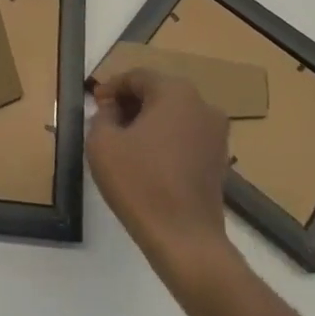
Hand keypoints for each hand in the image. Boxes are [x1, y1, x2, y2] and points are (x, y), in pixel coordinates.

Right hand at [87, 68, 233, 277]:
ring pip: (174, 114)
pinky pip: (186, 135)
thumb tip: (113, 110)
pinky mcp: (219, 158)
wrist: (185, 239)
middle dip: (130, 102)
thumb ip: (102, 116)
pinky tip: (147, 159)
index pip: (137, 77)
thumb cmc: (140, 183)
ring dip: (148, 120)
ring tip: (124, 140)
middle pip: (158, 92)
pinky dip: (165, 138)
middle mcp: (202, 105)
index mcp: (175, 92)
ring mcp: (216, 133)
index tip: (95, 103)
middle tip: (106, 119)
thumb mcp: (102, 143)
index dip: (112, 87)